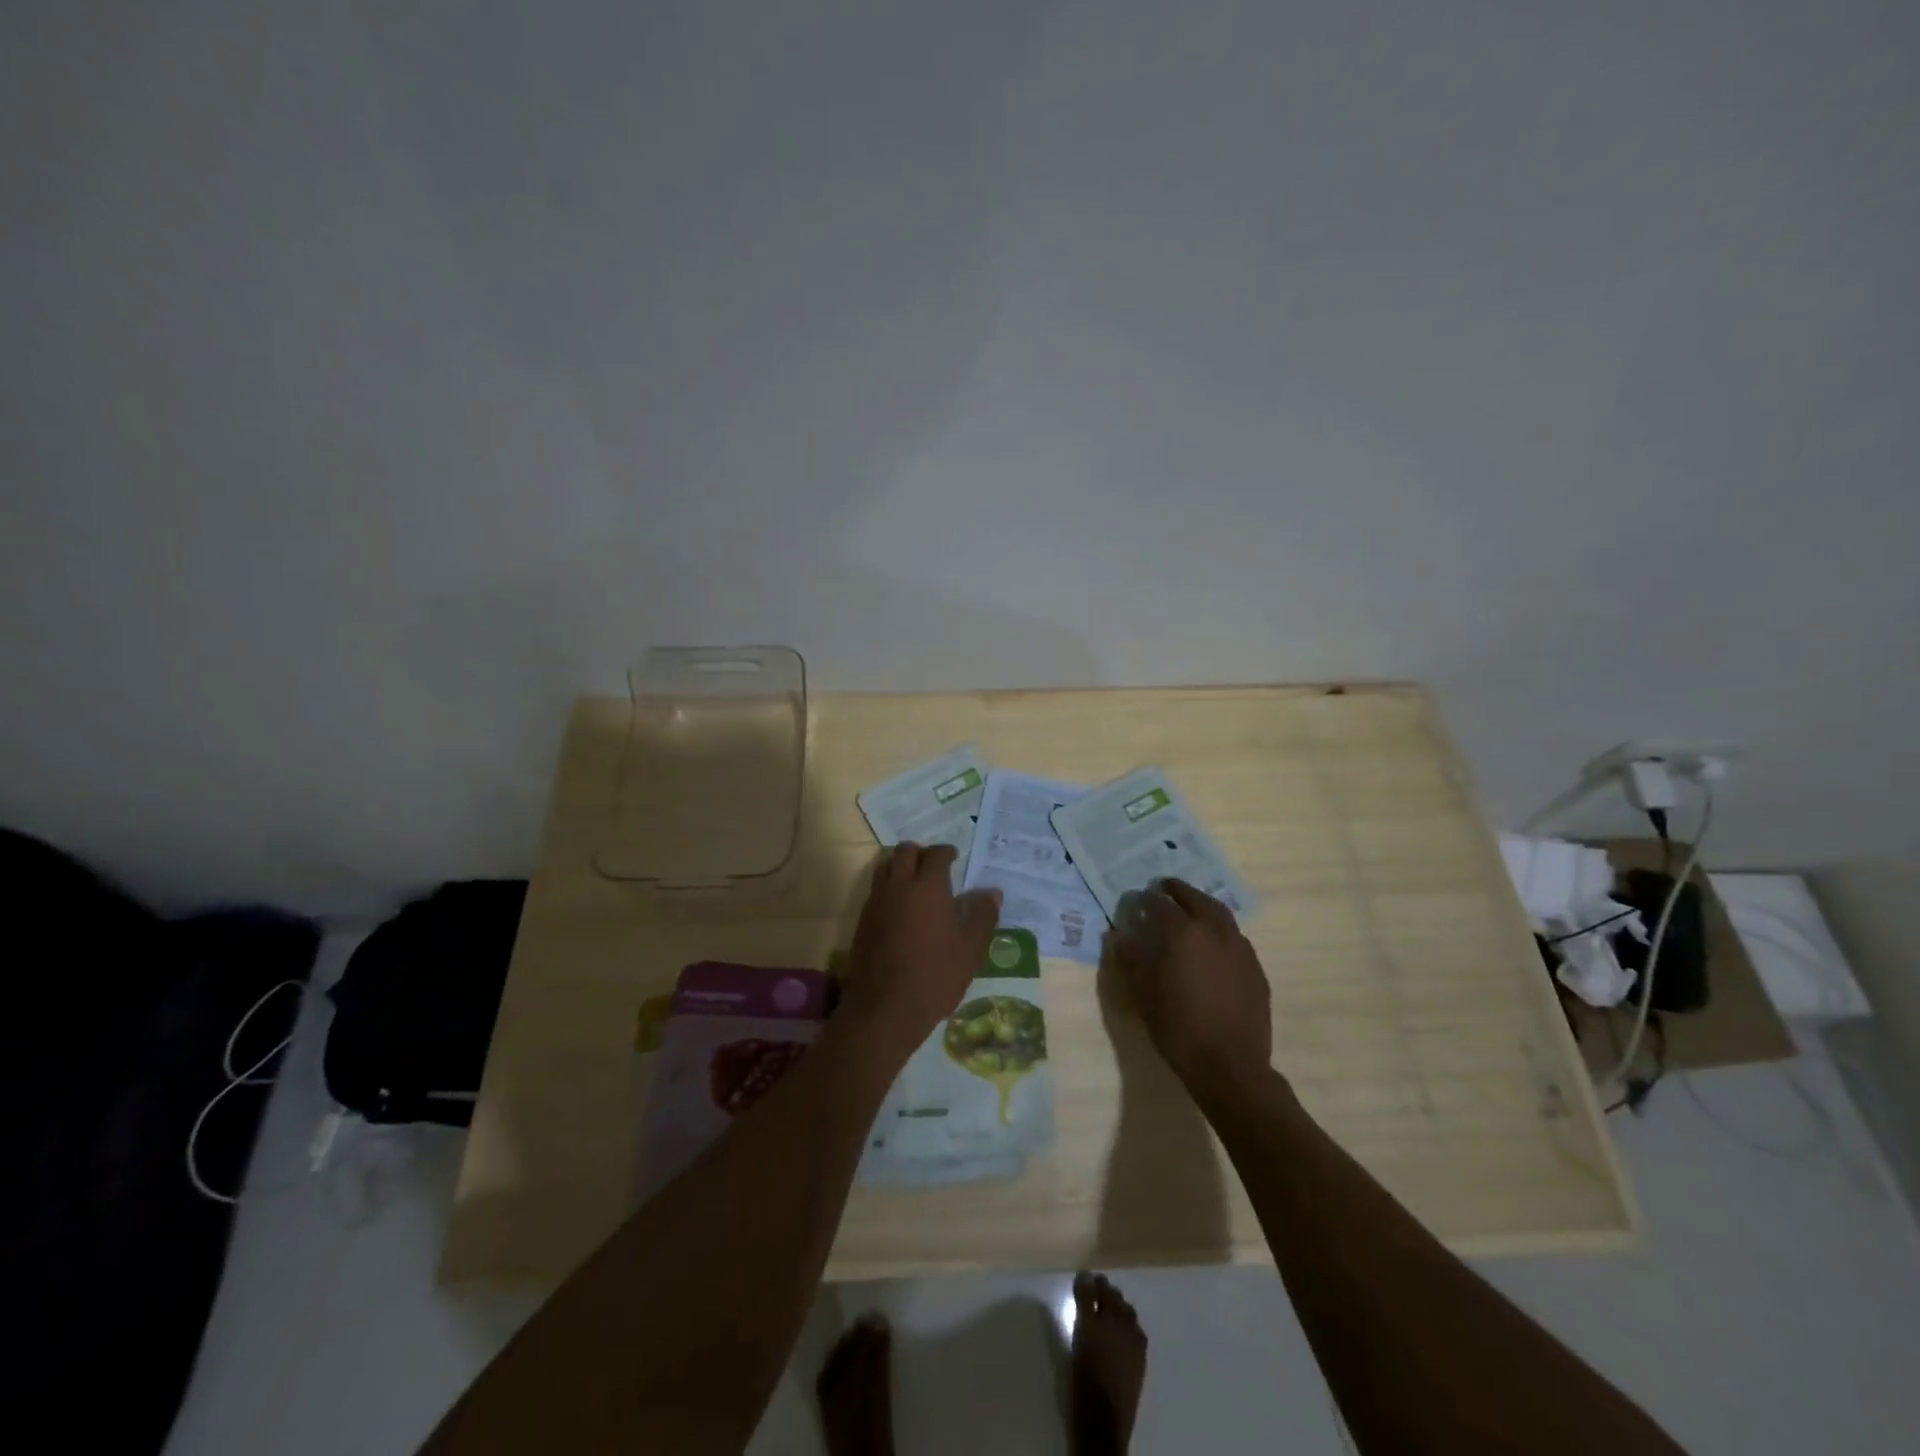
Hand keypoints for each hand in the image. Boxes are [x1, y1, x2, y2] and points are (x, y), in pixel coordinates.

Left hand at [844, 843, 1001, 1059]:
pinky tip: (901, 911)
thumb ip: (982, 915)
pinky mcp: (863, 921)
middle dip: (920, 853)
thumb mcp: (970, 948)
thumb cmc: (936, 975)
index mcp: (927, 886)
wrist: (886, 1007)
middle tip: (934, 867)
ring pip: (885, 867)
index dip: (946, 852)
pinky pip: (876, 891)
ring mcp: (876, 902)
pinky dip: (889, 889)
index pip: (936, 854)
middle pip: (904, 851)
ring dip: (900, 867)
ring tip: (915, 885)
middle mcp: (898, 886)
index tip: (954, 857)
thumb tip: (992, 892)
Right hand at [1108, 878, 1271, 1095]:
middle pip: (1195, 898)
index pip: (1160, 903)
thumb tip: (1120, 935)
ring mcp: (1240, 947)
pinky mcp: (1255, 967)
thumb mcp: (1142, 993)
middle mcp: (1214, 930)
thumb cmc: (1177, 1027)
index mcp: (1183, 932)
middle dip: (1177, 890)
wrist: (1230, 1065)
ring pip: (1220, 914)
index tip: (1136, 900)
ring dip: (1202, 905)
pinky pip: (1234, 937)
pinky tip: (1212, 946)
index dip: (1145, 899)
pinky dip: (1219, 930)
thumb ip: (1129, 958)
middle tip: (1163, 888)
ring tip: (1189, 910)